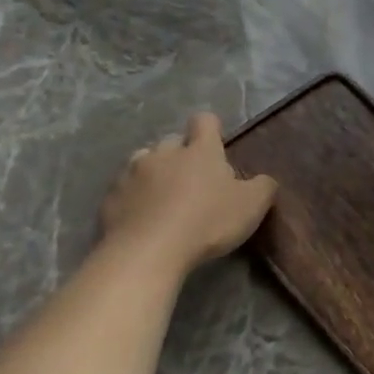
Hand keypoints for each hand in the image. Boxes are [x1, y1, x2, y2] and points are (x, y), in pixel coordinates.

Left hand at [98, 113, 277, 275]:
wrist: (148, 252)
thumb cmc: (207, 222)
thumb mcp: (252, 206)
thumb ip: (263, 187)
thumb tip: (263, 180)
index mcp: (200, 151)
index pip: (205, 121)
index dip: (211, 129)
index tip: (217, 145)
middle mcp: (164, 153)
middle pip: (172, 141)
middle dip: (182, 153)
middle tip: (194, 180)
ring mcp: (132, 173)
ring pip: (144, 161)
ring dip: (154, 172)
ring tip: (164, 196)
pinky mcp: (110, 198)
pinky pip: (124, 189)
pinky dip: (134, 198)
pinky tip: (142, 218)